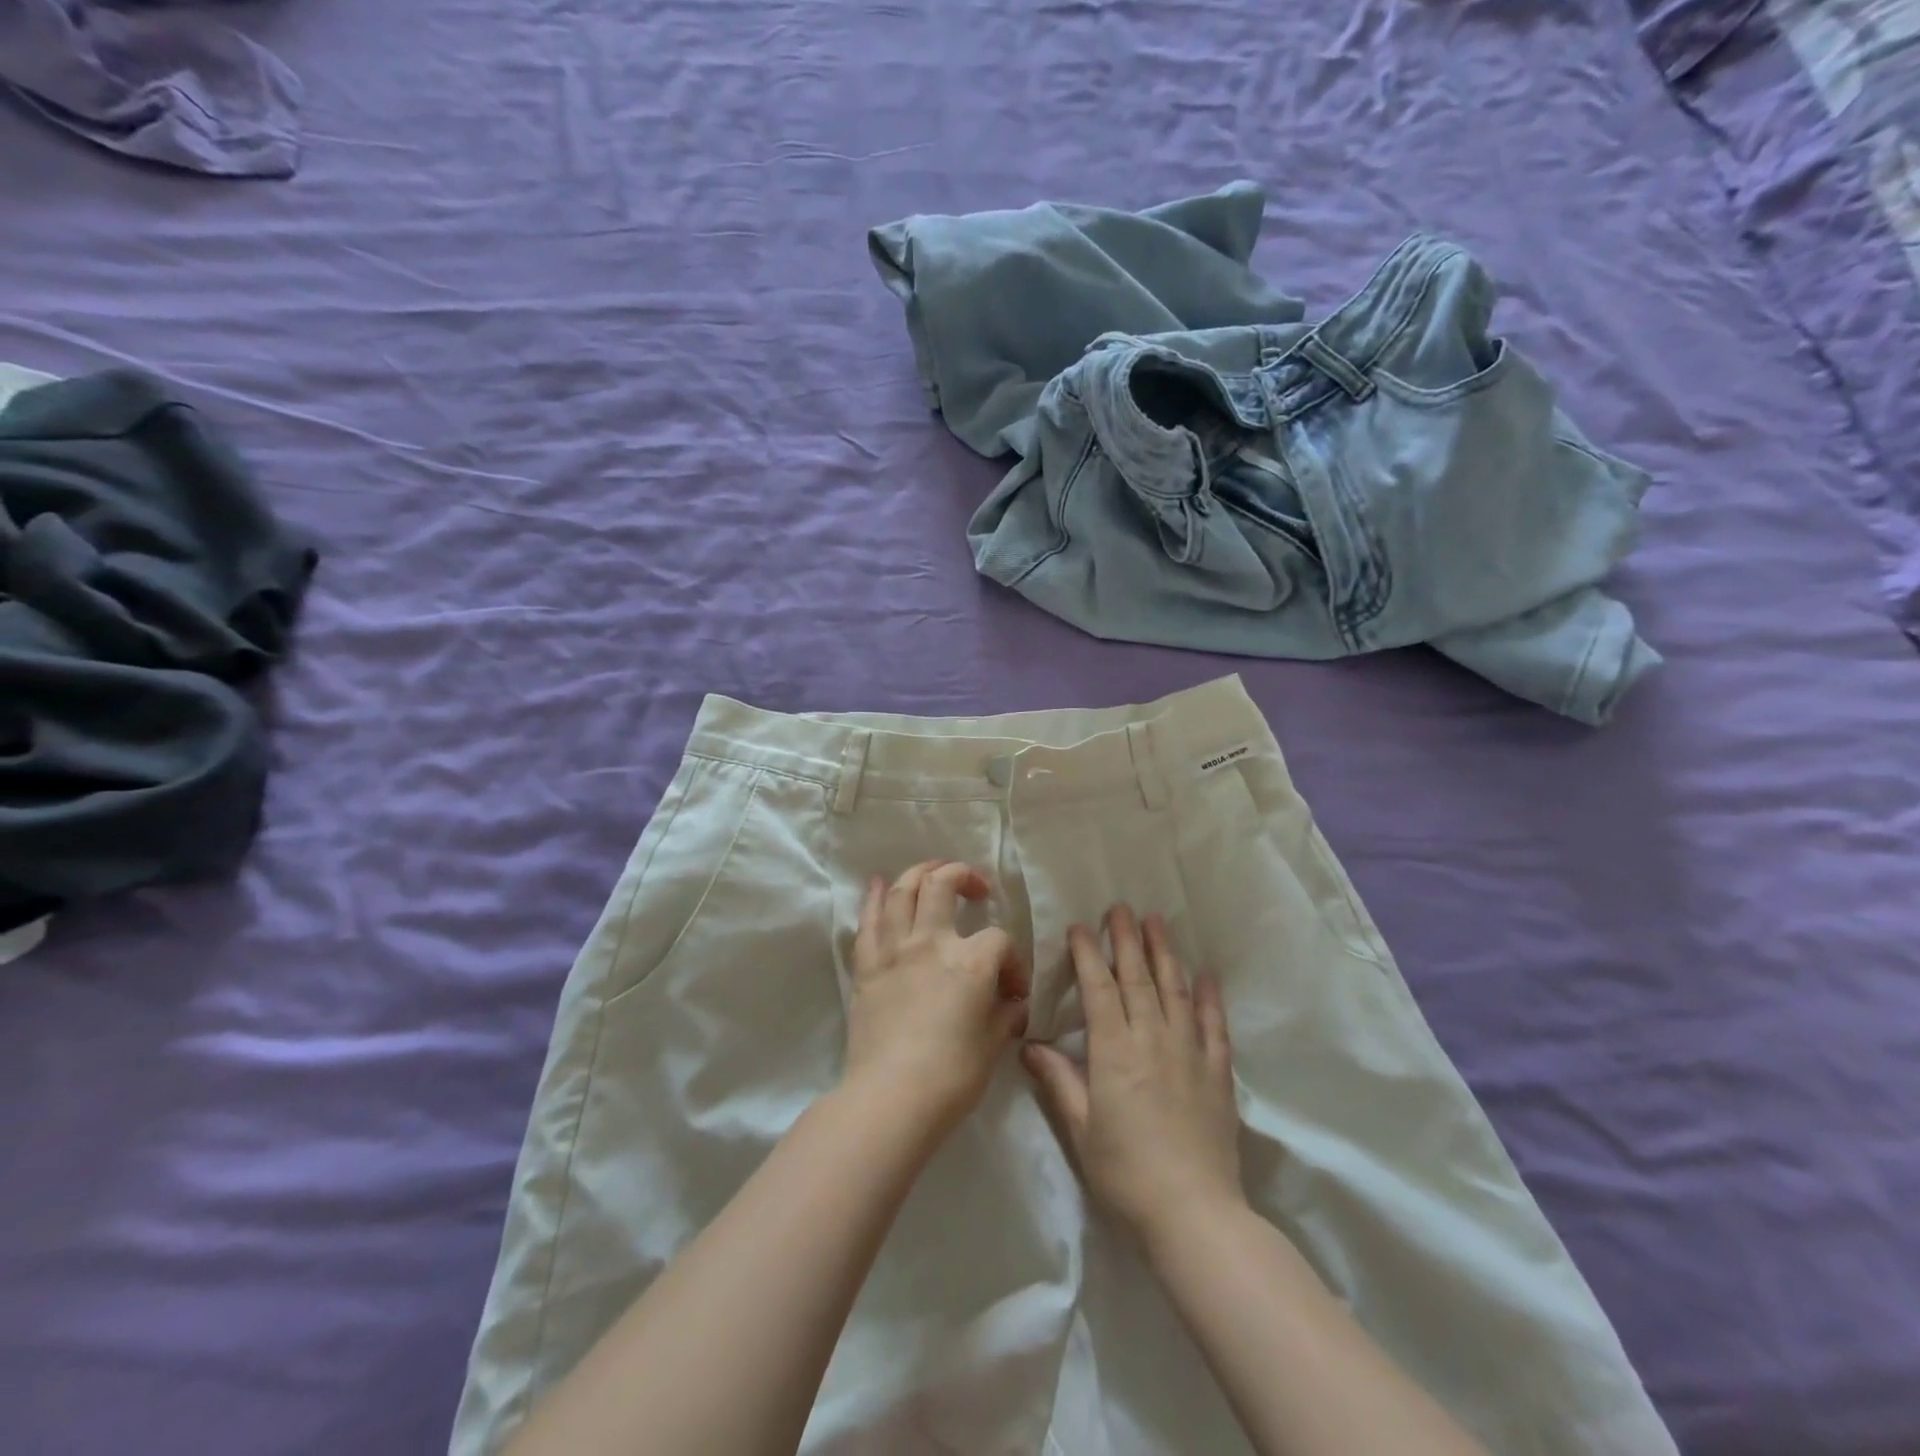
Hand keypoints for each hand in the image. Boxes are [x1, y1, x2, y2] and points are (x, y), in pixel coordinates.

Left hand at [845, 861, 1029, 1138]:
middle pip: (943, 884)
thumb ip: (1005, 1014)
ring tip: (933, 871)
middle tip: (976, 887)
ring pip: (901, 891)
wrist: (891, 1098)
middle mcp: (931, 941)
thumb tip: (1013, 1002)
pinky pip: (868, 920)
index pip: (1000, 940)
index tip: (1013, 989)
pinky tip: (877, 883)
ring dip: (919, 873)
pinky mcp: (866, 965)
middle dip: (962, 876)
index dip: (1013, 960)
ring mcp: (894, 949)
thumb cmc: (952, 1076)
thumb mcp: (993, 1044)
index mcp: (971, 960)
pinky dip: (873, 896)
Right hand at [1023, 905, 1244, 1249]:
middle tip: (1121, 907)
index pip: (1099, 989)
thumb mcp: (1081, 1129)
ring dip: (1165, 952)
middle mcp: (1152, 1039)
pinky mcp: (1218, 1071)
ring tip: (1157, 921)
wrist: (1194, 1213)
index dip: (1088, 955)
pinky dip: (1210, 995)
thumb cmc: (1126, 1173)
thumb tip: (1030, 1044)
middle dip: (1126, 939)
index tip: (1081, 927)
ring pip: (1175, 989)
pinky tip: (1206, 973)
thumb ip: (1059, 1081)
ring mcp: (1189, 1051)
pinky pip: (1214, 1023)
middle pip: (1138, 978)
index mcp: (1114, 1051)